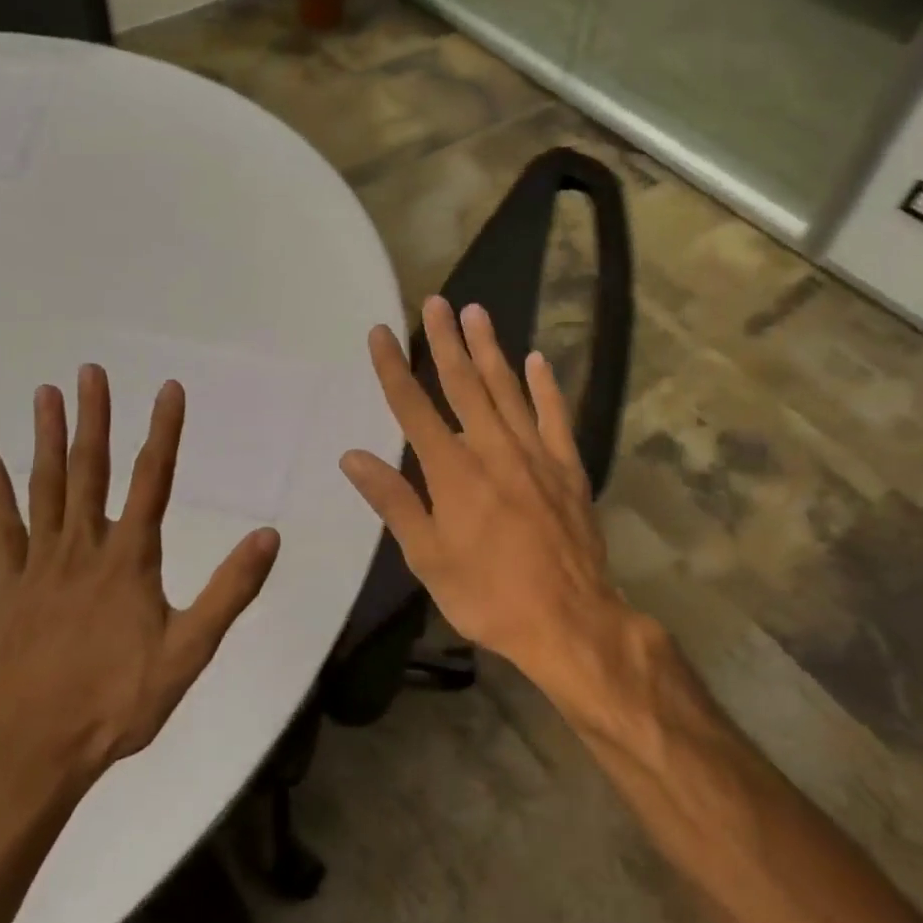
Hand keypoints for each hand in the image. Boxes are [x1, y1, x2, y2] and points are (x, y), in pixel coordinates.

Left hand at [0, 366, 281, 801]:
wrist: (33, 752)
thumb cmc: (118, 701)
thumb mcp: (190, 651)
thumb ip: (230, 590)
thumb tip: (269, 536)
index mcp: (130, 559)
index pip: (154, 480)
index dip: (164, 432)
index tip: (168, 389)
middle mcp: (84, 548)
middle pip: (90, 471)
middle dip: (93, 418)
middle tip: (89, 371)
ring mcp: (41, 566)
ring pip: (46, 489)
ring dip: (45, 439)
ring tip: (45, 394)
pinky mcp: (10, 589)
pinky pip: (3, 531)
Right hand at [338, 296, 628, 697]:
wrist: (569, 621)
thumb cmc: (487, 595)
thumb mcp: (428, 558)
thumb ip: (394, 502)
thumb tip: (353, 456)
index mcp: (453, 473)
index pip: (414, 409)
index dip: (395, 369)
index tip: (382, 332)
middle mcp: (493, 450)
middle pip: (464, 385)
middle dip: (445, 342)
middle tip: (435, 302)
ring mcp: (535, 455)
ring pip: (507, 390)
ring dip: (490, 350)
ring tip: (476, 312)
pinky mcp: (567, 467)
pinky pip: (555, 417)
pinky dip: (545, 387)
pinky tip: (537, 360)